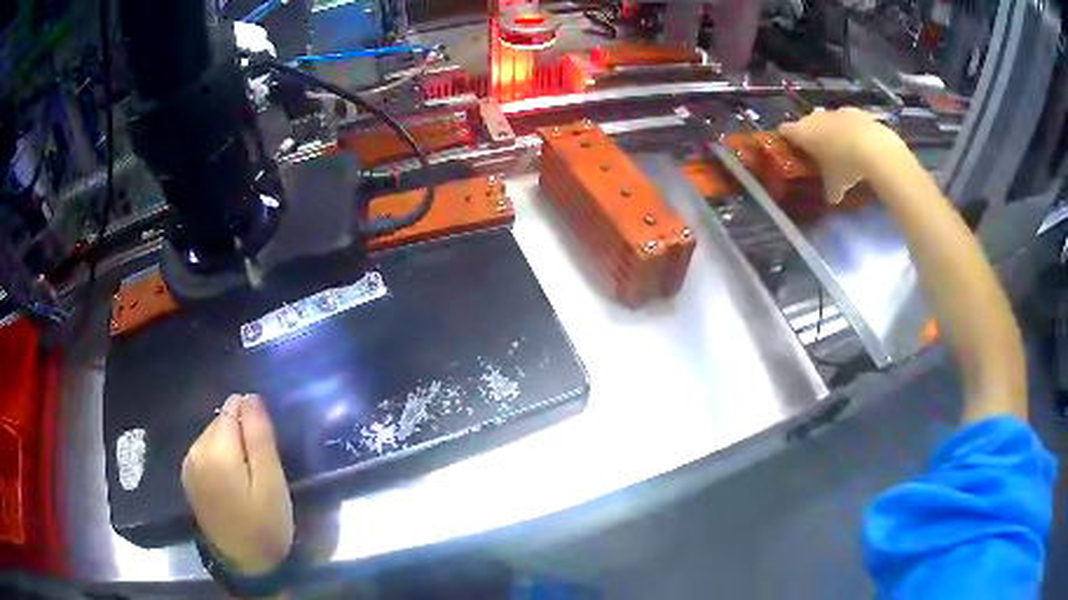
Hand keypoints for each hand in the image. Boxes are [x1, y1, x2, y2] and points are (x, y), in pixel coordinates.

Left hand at [182, 394, 293, 574]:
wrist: (245, 564)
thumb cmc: (265, 526)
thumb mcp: (272, 484)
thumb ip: (259, 438)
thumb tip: (250, 397)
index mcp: (216, 451)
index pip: (232, 409)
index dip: (252, 421)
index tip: (266, 447)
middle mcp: (195, 450)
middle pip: (220, 421)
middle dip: (240, 433)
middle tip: (260, 468)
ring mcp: (188, 464)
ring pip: (211, 435)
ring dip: (229, 445)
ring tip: (247, 476)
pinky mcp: (187, 477)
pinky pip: (204, 451)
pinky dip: (219, 457)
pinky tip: (231, 481)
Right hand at [778, 107, 906, 203]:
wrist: (874, 148)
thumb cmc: (845, 165)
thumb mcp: (835, 185)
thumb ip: (829, 190)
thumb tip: (831, 198)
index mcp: (802, 132)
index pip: (784, 131)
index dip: (785, 140)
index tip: (790, 151)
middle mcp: (814, 117)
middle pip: (806, 124)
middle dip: (811, 138)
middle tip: (818, 155)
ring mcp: (836, 112)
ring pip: (828, 122)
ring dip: (832, 133)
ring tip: (842, 151)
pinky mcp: (855, 112)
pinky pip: (847, 122)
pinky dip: (850, 132)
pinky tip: (860, 147)